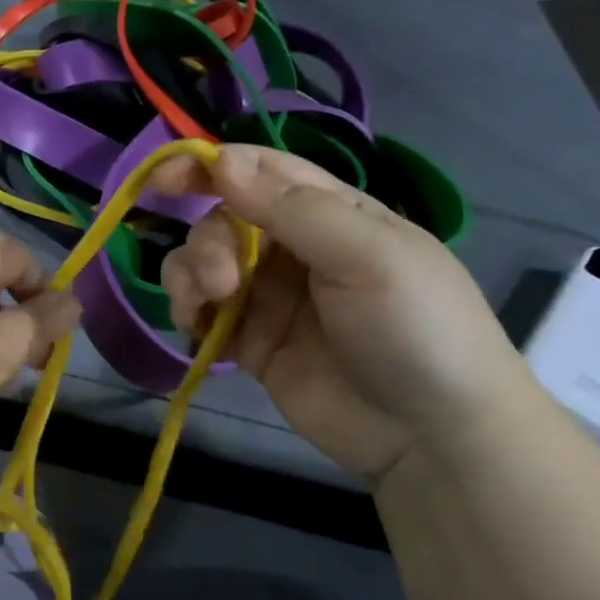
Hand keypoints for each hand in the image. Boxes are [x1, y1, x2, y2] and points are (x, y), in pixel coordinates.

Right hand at [156, 146, 539, 483]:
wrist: (434, 438)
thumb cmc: (416, 328)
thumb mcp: (368, 256)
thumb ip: (292, 208)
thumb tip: (222, 160)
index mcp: (330, 212)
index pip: (260, 170)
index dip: (210, 166)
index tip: (165, 178)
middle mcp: (294, 247)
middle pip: (223, 219)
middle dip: (209, 242)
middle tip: (222, 282)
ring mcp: (270, 296)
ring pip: (204, 261)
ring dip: (190, 274)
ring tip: (203, 306)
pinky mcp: (251, 342)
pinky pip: (204, 312)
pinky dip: (189, 311)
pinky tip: (195, 327)